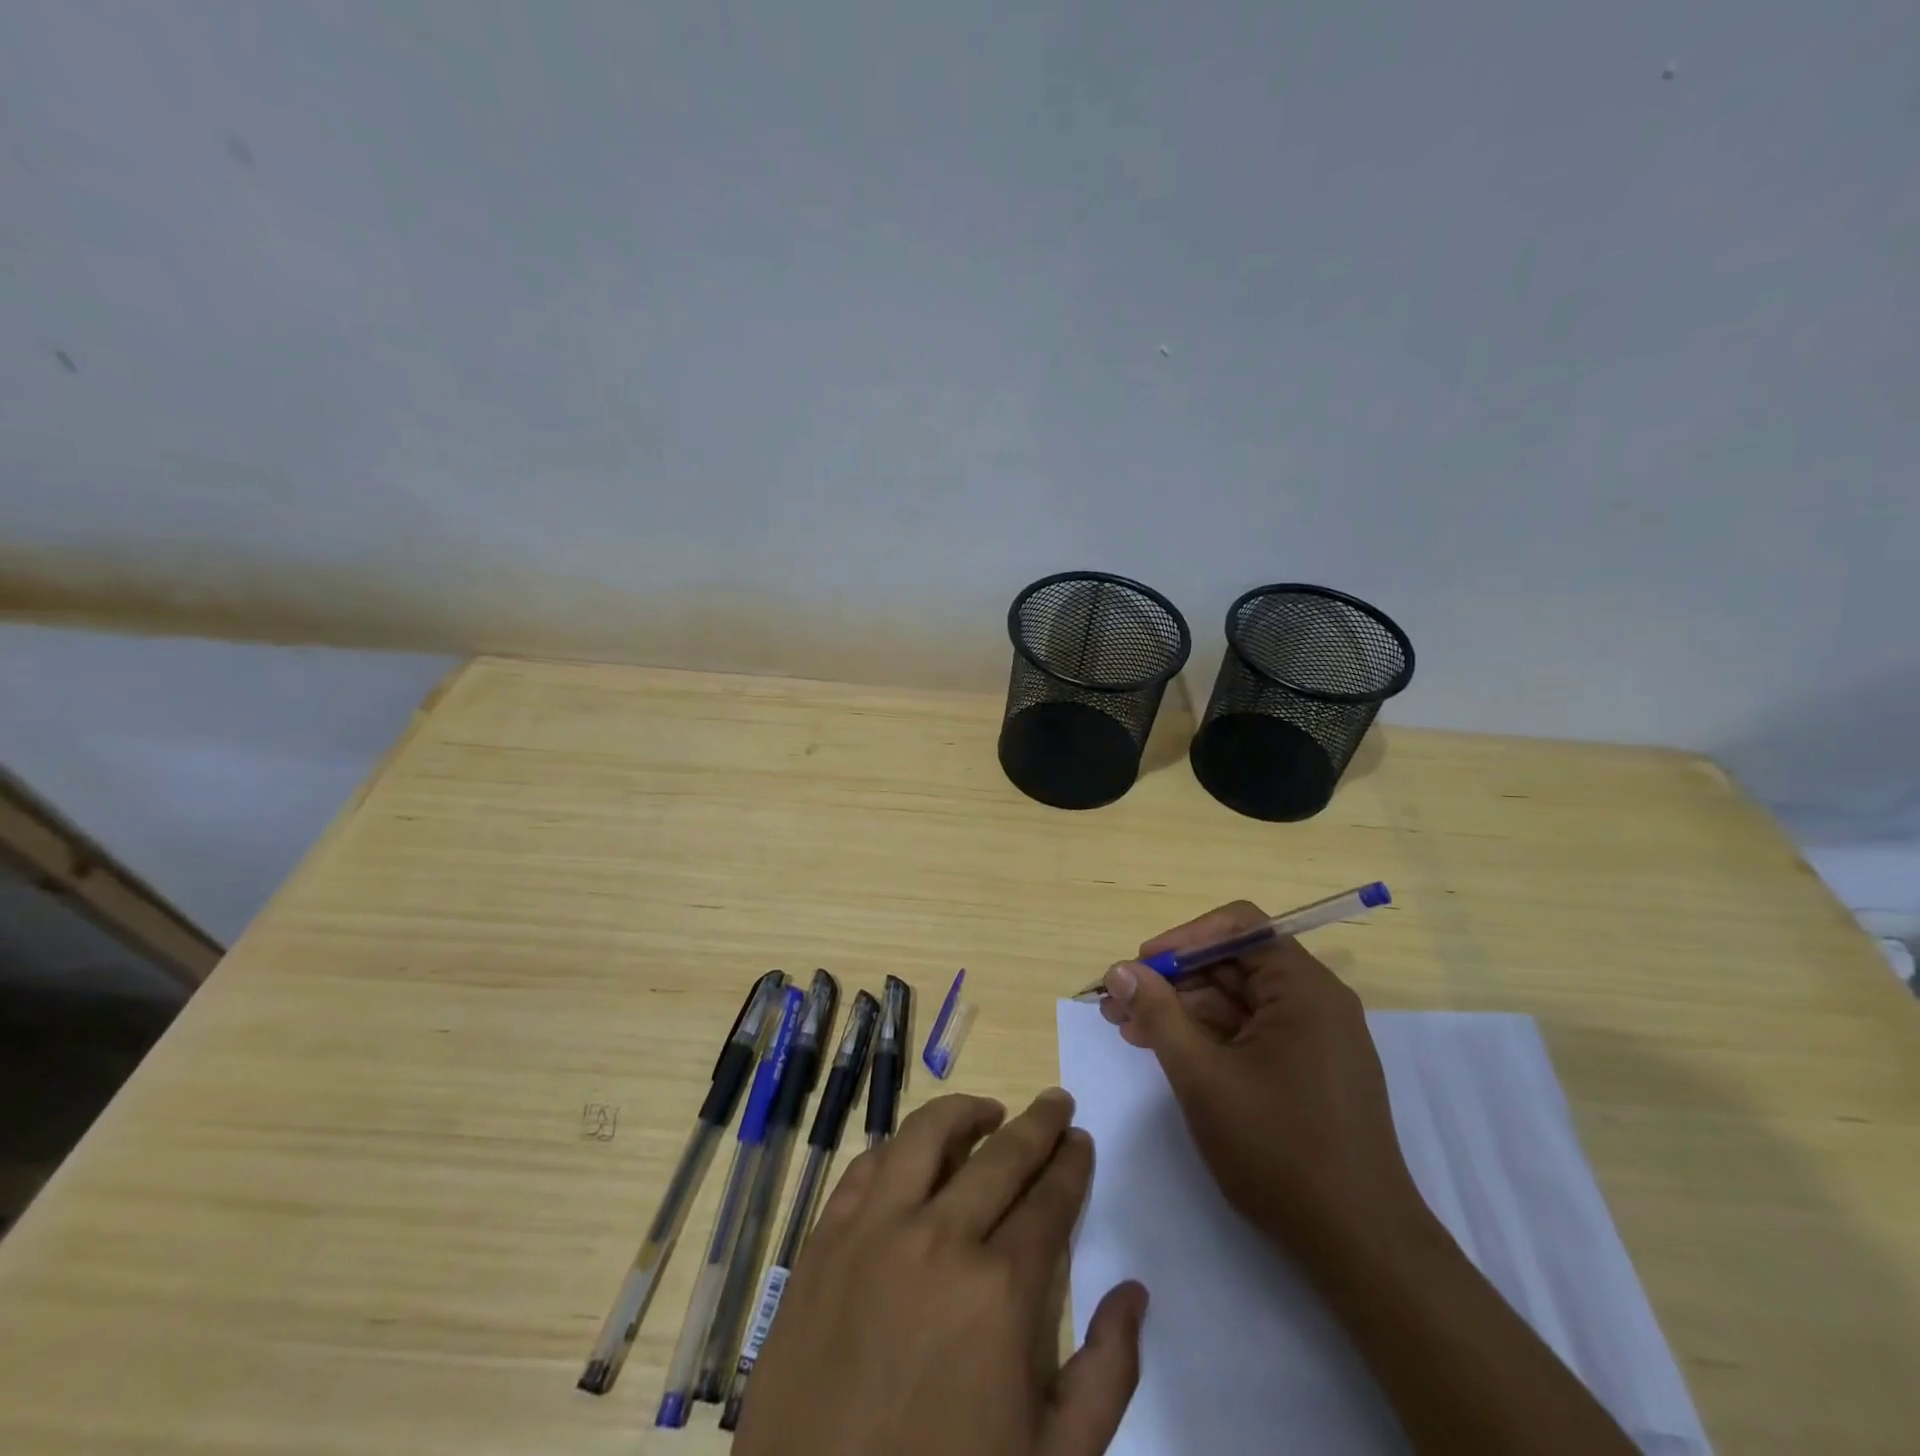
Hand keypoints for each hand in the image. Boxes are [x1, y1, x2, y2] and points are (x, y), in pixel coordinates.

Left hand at [733, 1090, 1147, 1455]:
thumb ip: (1106, 1374)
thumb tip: (1134, 1293)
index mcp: (1000, 1290)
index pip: (1049, 1199)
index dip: (1071, 1164)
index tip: (1081, 1140)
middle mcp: (939, 1238)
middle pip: (1002, 1156)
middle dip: (1039, 1124)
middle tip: (1057, 1103)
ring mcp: (873, 1231)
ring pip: (926, 1136)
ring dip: (965, 1113)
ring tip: (988, 1111)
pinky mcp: (824, 1239)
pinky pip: (865, 1167)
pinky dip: (897, 1149)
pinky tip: (911, 1153)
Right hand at [1099, 900, 1428, 1262]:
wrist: (1361, 1248)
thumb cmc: (1280, 1151)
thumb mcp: (1204, 1078)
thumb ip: (1158, 1015)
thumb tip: (1120, 970)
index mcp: (1303, 989)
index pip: (1239, 927)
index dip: (1184, 939)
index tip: (1142, 966)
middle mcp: (1315, 1001)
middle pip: (1233, 964)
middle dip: (1173, 980)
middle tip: (1118, 1004)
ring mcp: (1315, 1038)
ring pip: (1237, 1001)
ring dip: (1183, 1010)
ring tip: (1130, 1031)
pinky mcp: (1310, 1070)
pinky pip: (1251, 1033)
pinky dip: (1208, 1037)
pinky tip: (1167, 1052)